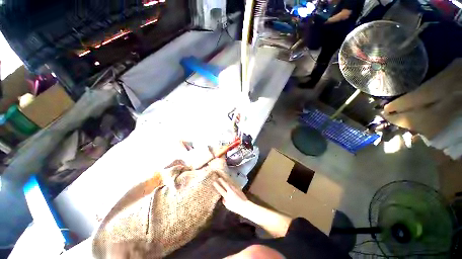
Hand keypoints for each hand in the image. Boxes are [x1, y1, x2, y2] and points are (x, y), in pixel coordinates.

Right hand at [213, 178, 248, 214]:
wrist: (244, 205)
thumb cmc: (235, 207)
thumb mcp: (228, 206)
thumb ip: (225, 201)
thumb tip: (223, 198)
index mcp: (227, 195)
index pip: (220, 190)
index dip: (217, 186)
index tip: (214, 182)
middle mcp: (230, 191)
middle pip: (225, 184)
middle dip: (221, 181)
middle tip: (219, 178)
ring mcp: (235, 189)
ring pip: (229, 184)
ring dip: (226, 181)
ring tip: (224, 179)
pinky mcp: (238, 188)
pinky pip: (233, 185)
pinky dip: (230, 183)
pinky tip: (230, 183)